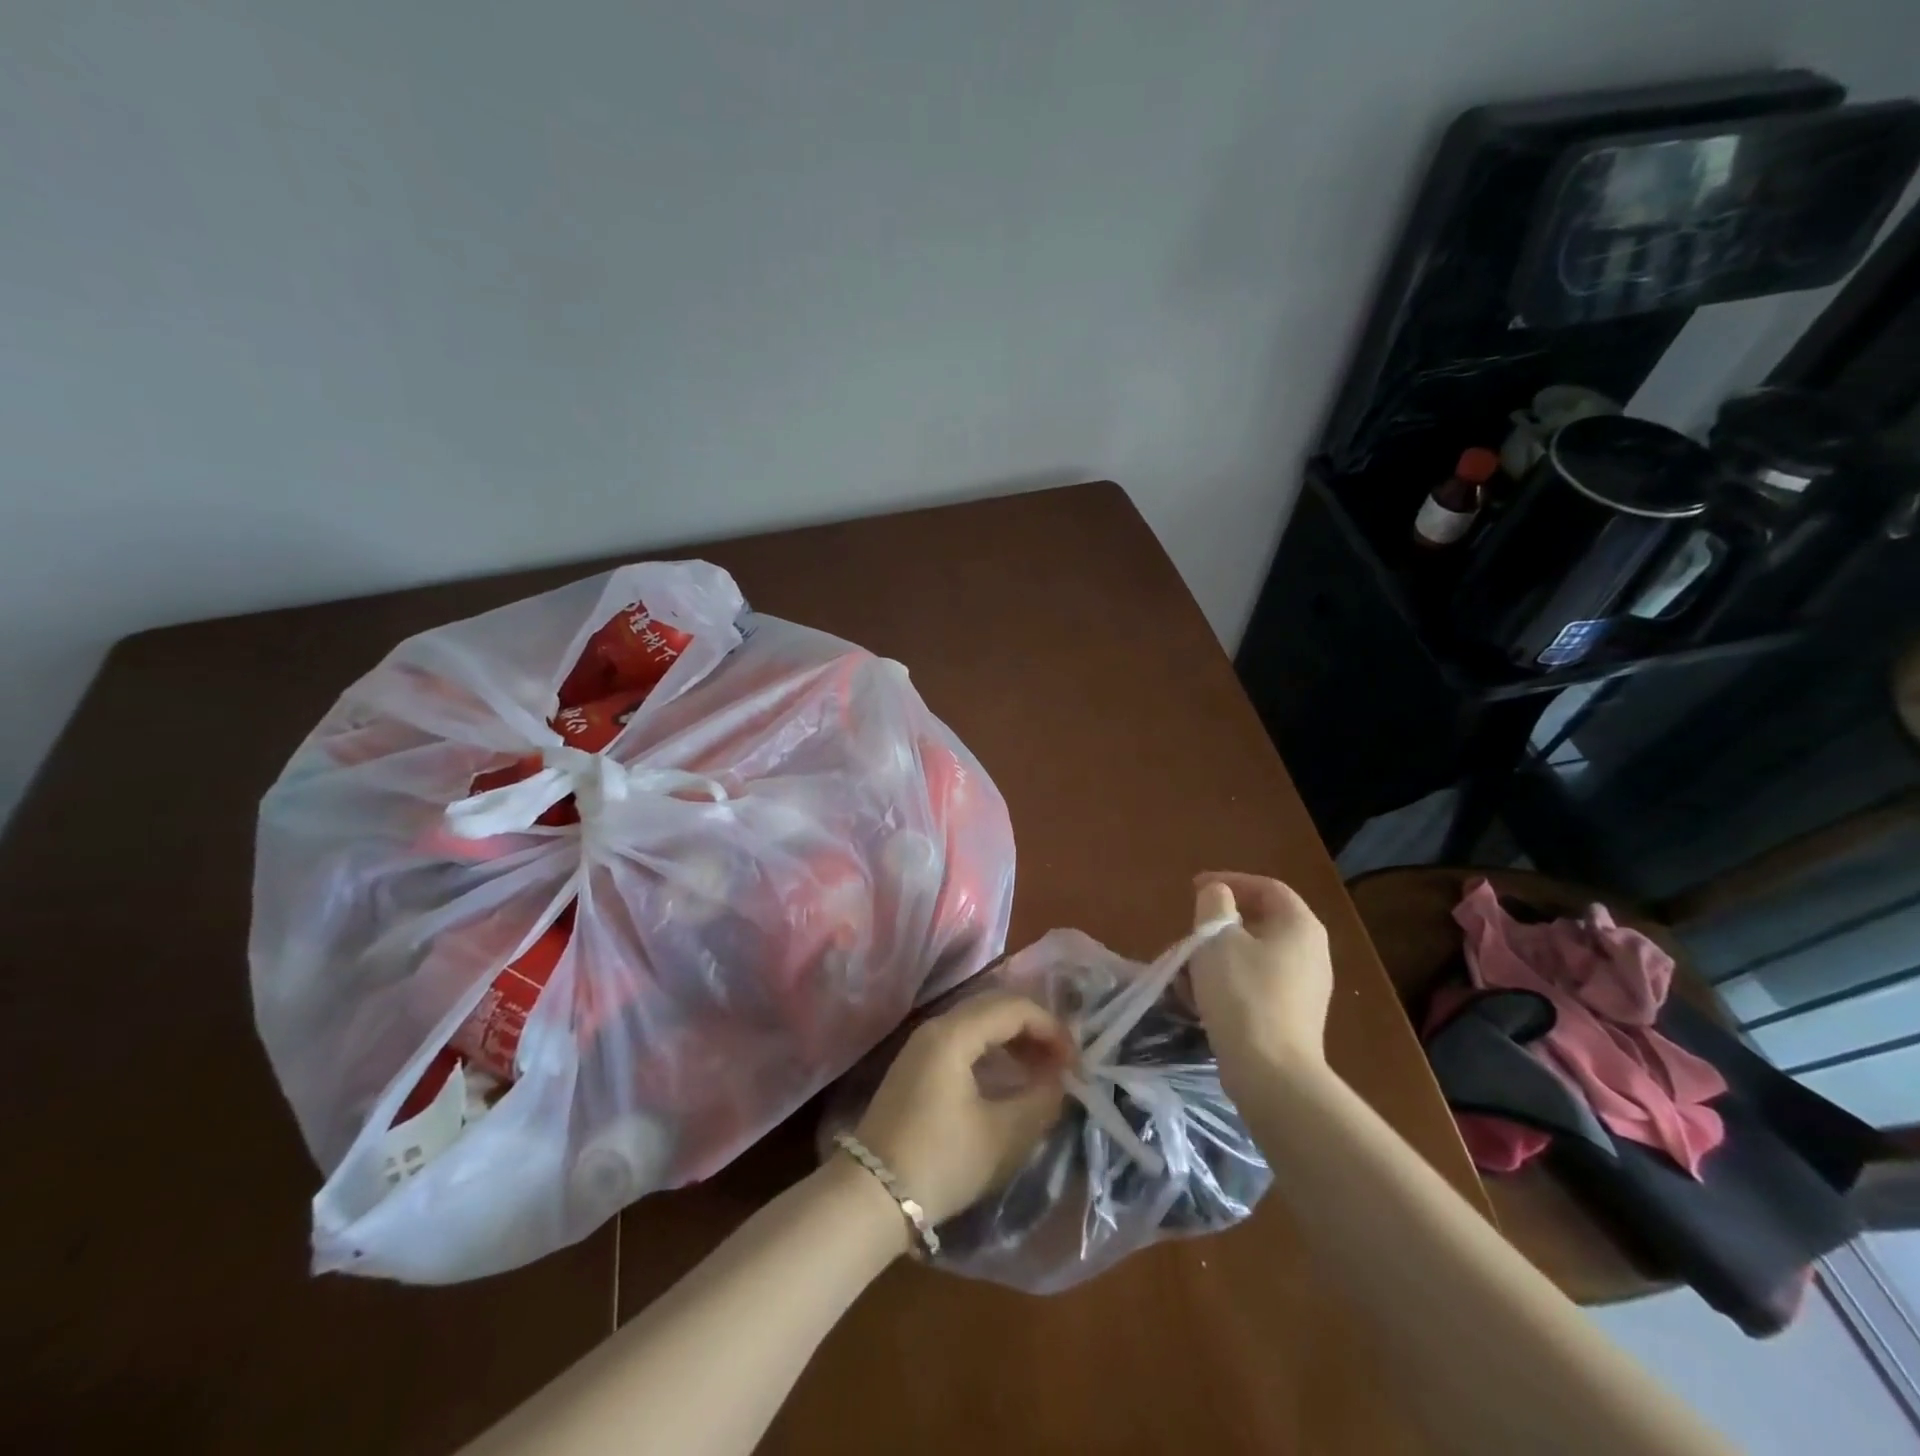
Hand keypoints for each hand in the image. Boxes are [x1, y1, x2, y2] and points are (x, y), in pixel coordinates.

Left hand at [853, 993, 1069, 1224]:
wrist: (871, 1196)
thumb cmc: (941, 1162)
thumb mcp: (1003, 1136)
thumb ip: (1040, 1101)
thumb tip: (1060, 1080)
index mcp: (954, 1033)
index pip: (1014, 1008)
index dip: (1051, 1028)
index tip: (1076, 1062)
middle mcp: (936, 1027)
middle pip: (995, 1006)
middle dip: (1034, 1028)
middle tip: (1063, 1060)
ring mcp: (922, 1045)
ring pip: (978, 1022)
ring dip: (1013, 1038)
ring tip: (1042, 1070)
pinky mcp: (916, 1065)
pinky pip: (964, 1039)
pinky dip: (992, 1049)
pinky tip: (1008, 1077)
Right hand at [1187, 871, 1333, 1083]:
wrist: (1271, 1073)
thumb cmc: (1242, 994)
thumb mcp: (1216, 937)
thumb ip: (1214, 903)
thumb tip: (1218, 895)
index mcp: (1300, 925)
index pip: (1266, 887)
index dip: (1228, 881)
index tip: (1193, 888)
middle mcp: (1311, 952)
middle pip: (1259, 922)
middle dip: (1216, 926)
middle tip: (1187, 934)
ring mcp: (1306, 987)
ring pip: (1253, 956)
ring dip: (1216, 957)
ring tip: (1185, 971)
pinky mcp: (1294, 1017)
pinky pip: (1256, 984)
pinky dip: (1228, 982)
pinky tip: (1199, 1000)